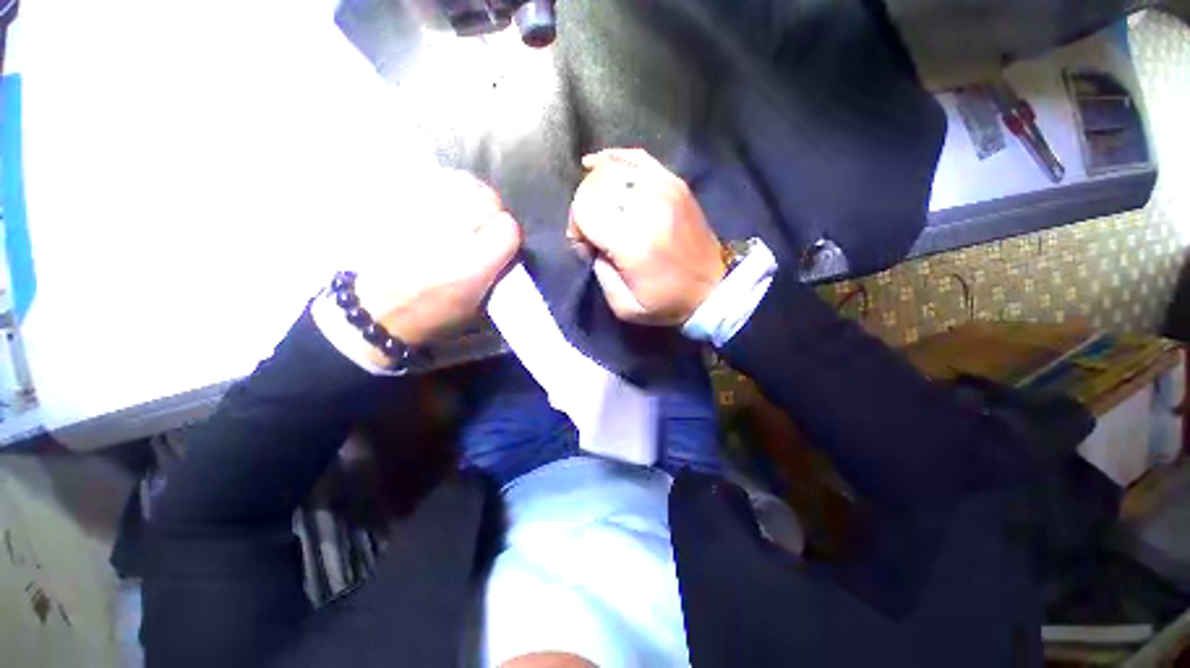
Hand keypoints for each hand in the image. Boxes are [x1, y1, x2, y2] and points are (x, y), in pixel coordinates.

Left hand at [354, 171, 520, 363]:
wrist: (378, 309)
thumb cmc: (434, 313)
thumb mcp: (478, 305)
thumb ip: (496, 271)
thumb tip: (505, 245)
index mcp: (473, 266)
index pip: (508, 227)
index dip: (508, 232)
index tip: (501, 240)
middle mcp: (450, 236)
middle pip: (487, 199)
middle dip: (491, 209)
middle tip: (484, 222)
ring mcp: (421, 215)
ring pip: (461, 182)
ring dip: (469, 192)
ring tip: (465, 205)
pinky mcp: (398, 204)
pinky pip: (432, 178)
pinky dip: (445, 182)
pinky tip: (445, 195)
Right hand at [567, 148, 725, 324]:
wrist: (714, 288)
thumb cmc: (668, 302)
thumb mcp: (625, 307)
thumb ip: (599, 273)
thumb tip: (592, 244)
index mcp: (633, 242)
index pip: (585, 210)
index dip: (576, 228)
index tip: (587, 247)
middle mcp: (648, 207)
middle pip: (595, 185)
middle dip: (583, 207)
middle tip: (594, 231)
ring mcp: (664, 189)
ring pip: (611, 168)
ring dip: (595, 187)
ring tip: (601, 210)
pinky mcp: (675, 184)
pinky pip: (635, 157)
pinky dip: (613, 159)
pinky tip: (599, 166)